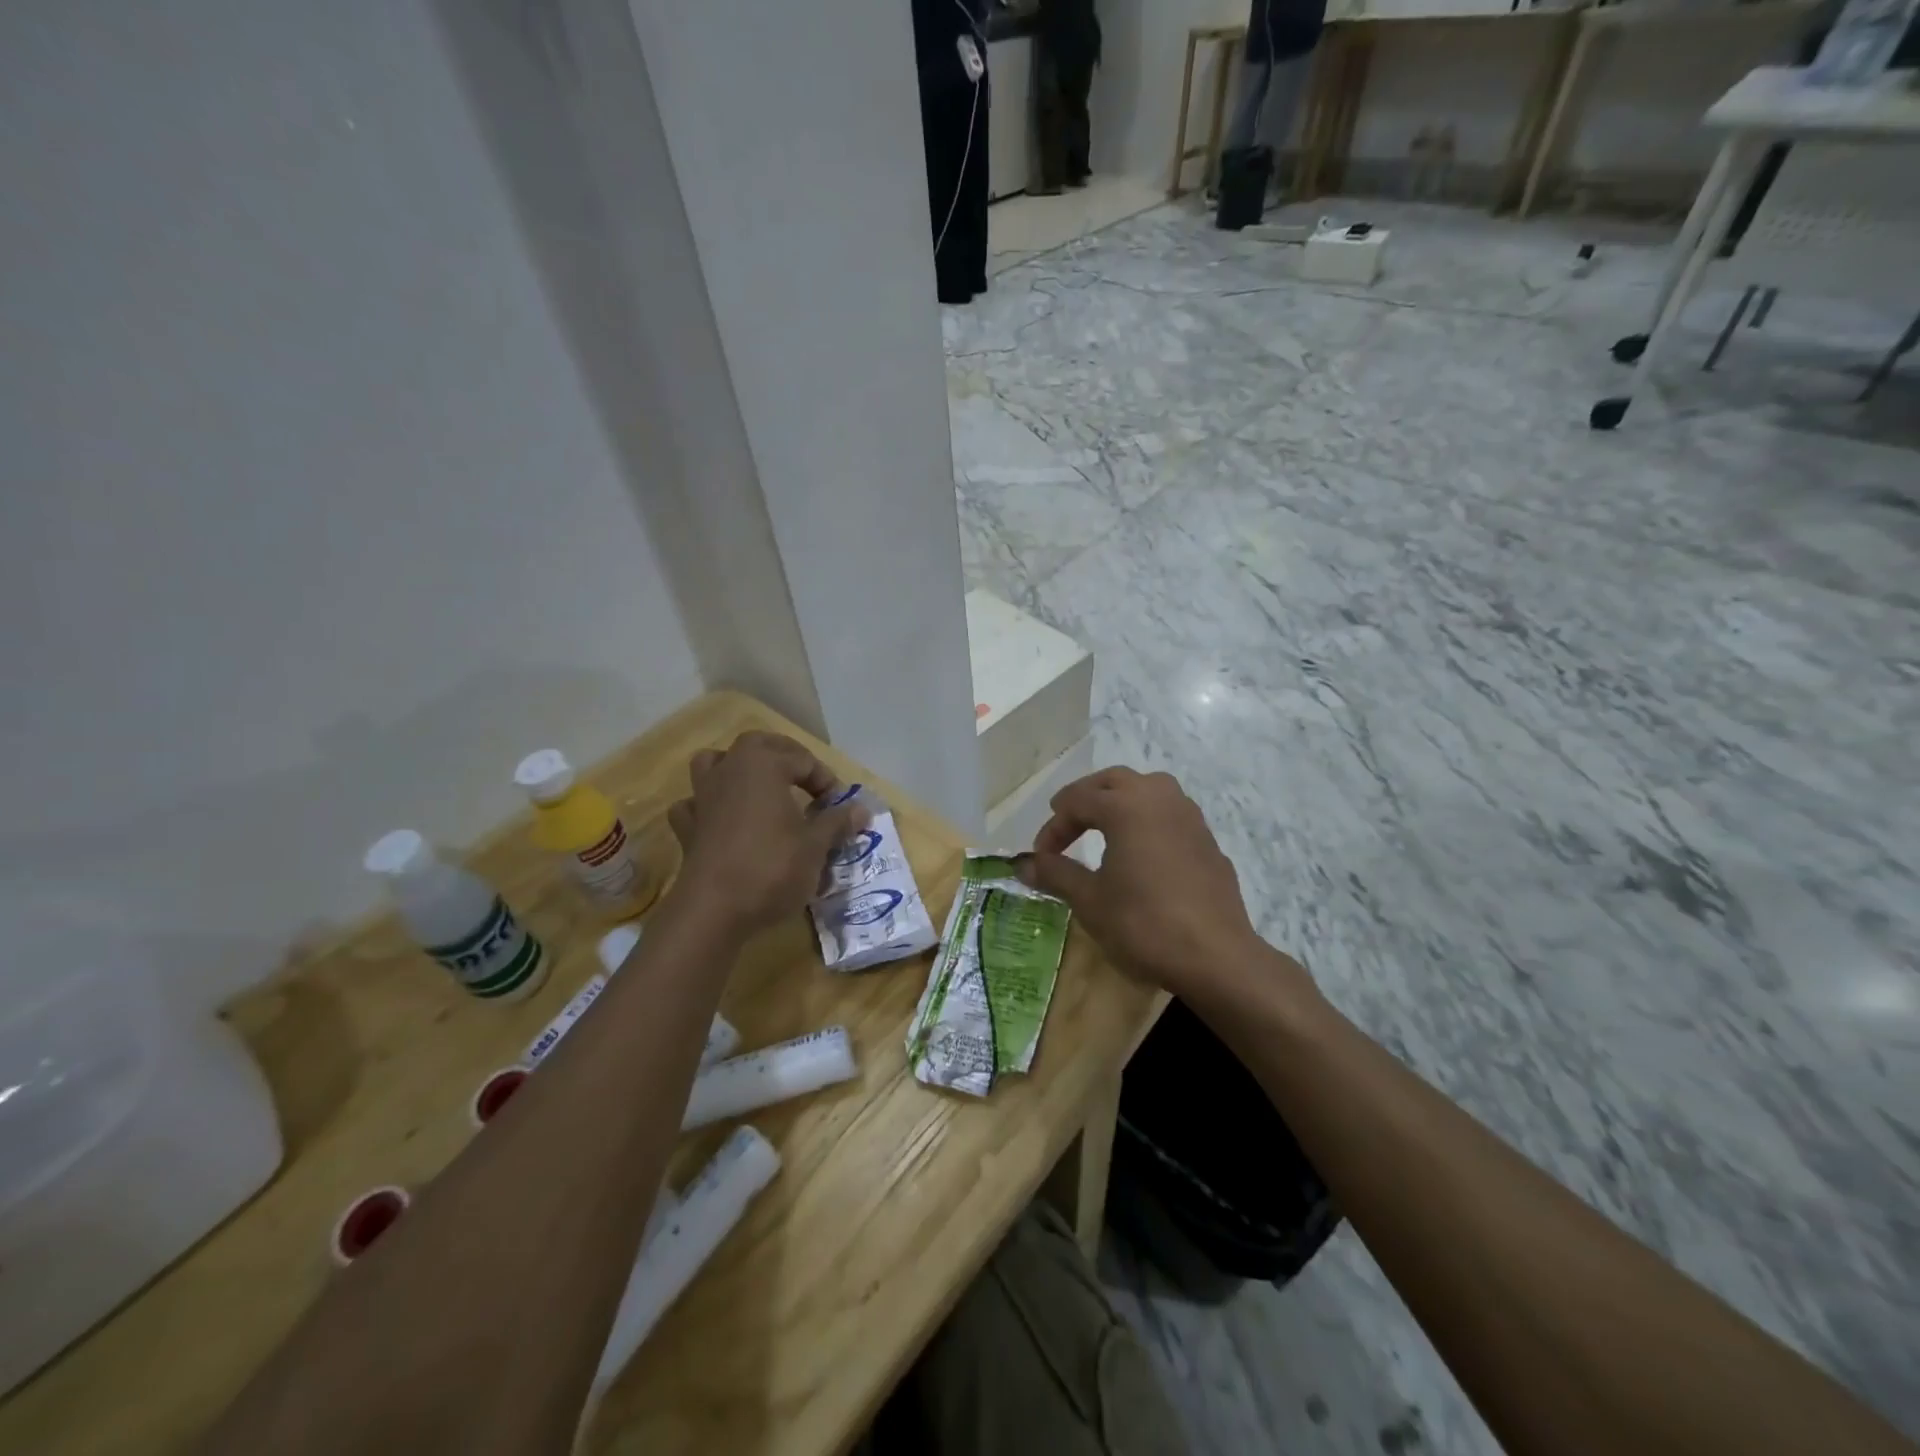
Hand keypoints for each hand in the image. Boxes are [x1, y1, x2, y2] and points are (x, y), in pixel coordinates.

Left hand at [665, 733, 863, 937]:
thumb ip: (837, 822)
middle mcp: (729, 770)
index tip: (839, 808)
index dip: (826, 781)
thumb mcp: (816, 846)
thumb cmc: (771, 868)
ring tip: (758, 787)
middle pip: (757, 744)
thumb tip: (862, 810)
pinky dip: (708, 806)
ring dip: (737, 768)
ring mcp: (702, 797)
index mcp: (763, 765)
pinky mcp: (687, 828)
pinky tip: (722, 820)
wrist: (713, 910)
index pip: (804, 760)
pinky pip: (694, 804)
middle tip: (805, 779)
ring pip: (715, 763)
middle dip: (784, 755)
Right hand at [1018, 768, 1275, 1001]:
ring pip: (1148, 790)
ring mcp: (1190, 817)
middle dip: (1086, 797)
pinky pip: (1170, 815)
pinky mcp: (1208, 841)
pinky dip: (1147, 821)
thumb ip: (1055, 873)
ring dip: (1120, 802)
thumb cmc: (1143, 923)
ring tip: (1103, 827)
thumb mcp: (1090, 900)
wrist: (1215, 956)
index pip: (1077, 801)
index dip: (1053, 826)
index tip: (1041, 856)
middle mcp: (1159, 798)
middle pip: (1114, 781)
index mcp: (1126, 805)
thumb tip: (1023, 863)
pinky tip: (1142, 853)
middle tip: (1066, 821)